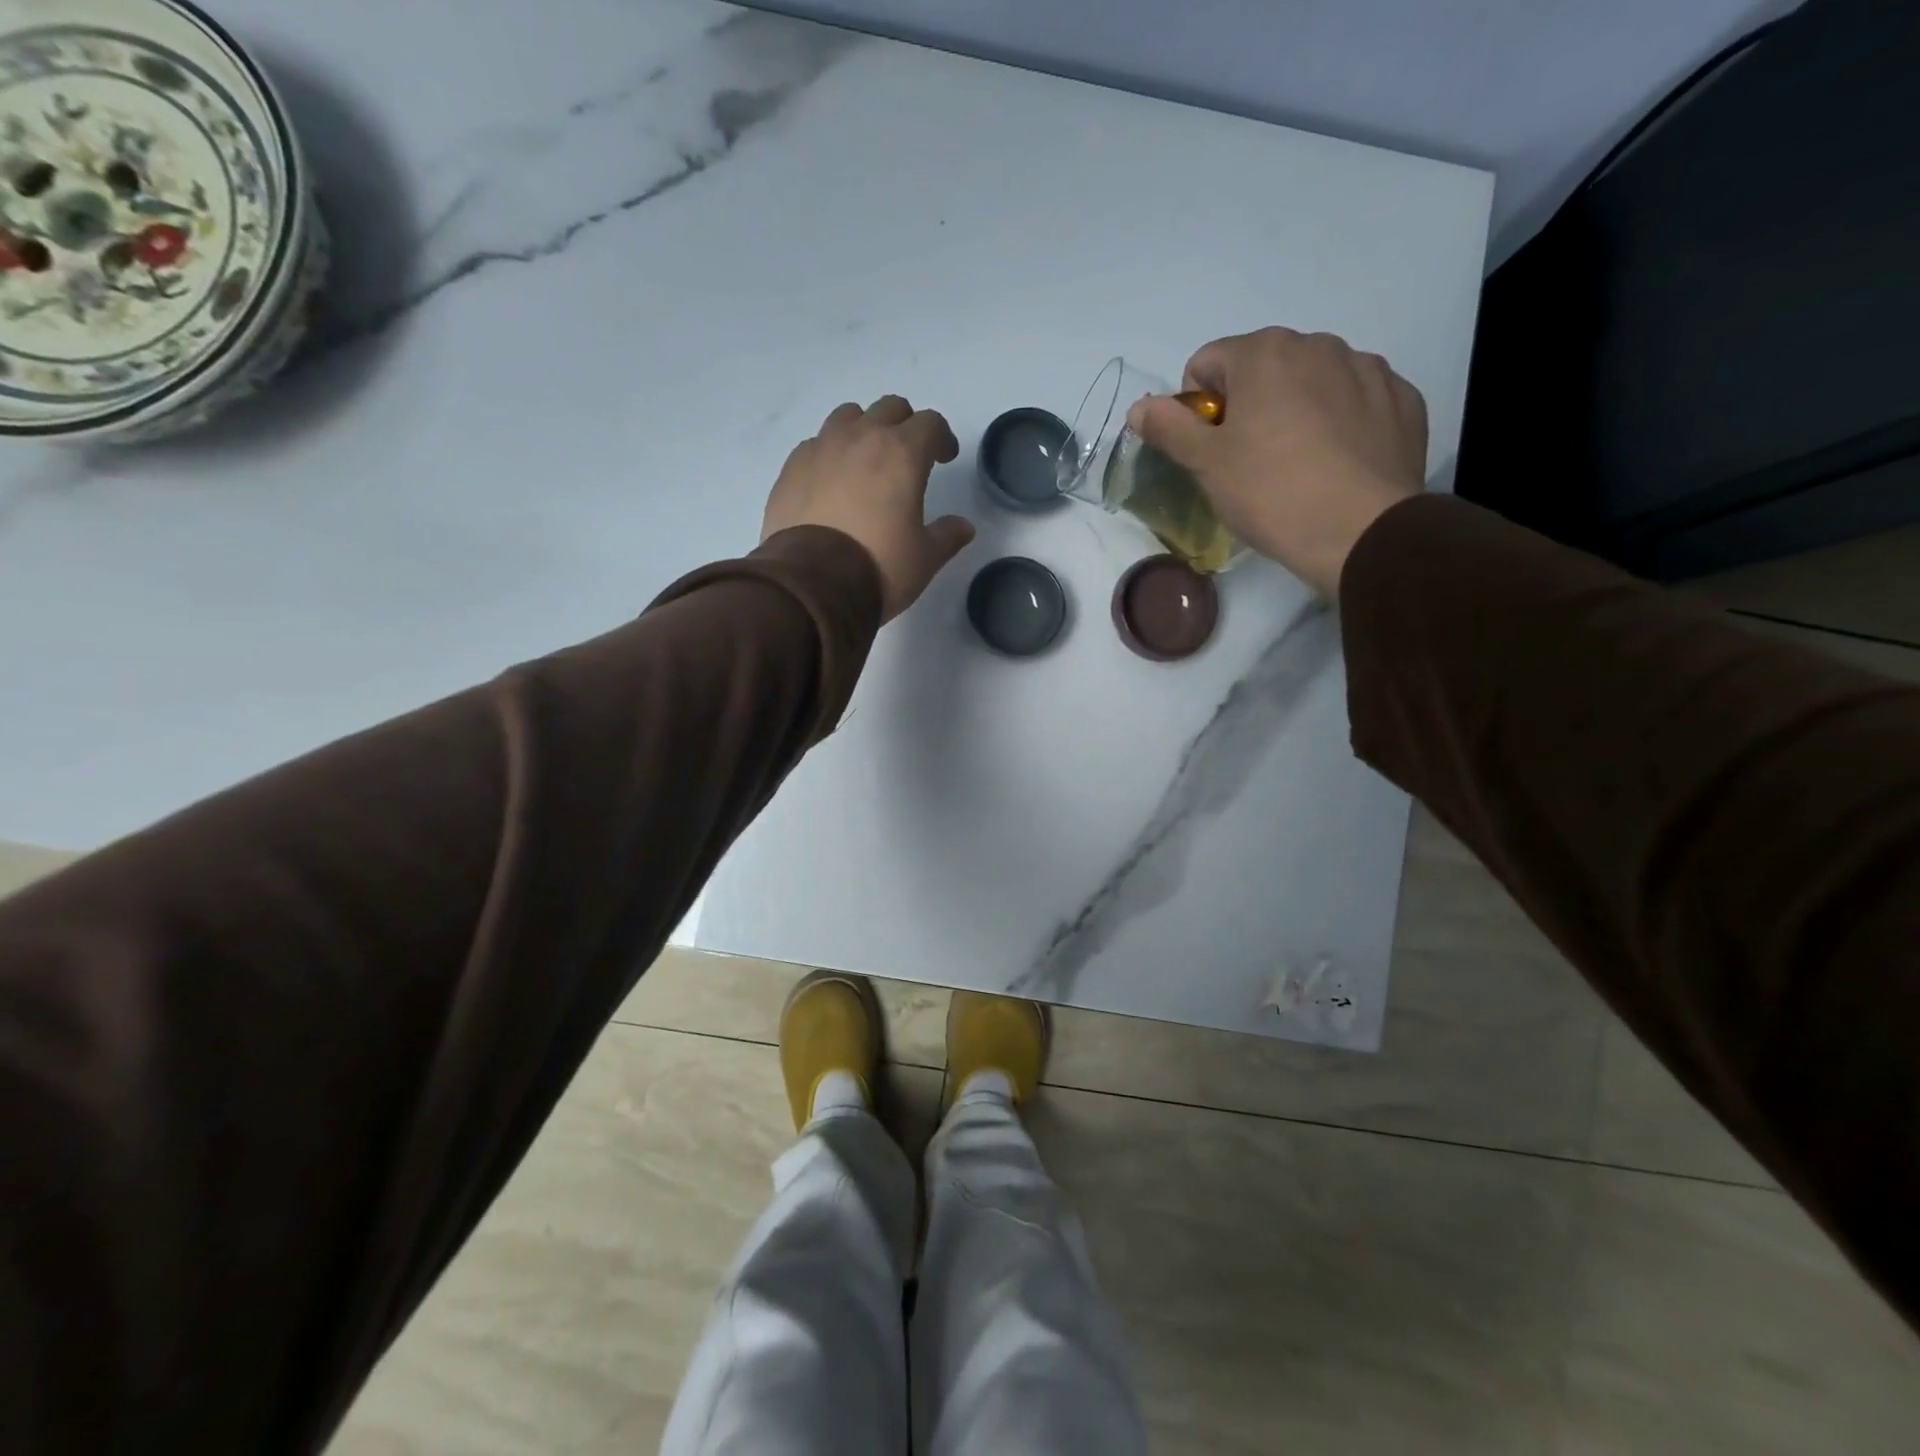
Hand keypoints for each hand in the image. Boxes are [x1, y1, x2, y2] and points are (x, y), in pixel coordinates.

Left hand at [762, 396, 974, 621]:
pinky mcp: (791, 467)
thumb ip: (947, 536)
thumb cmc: (879, 566)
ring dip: (863, 430)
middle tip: (908, 456)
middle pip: (889, 409)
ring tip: (865, 461)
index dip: (942, 438)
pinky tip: (831, 482)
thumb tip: (963, 527)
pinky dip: (829, 454)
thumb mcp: (925, 558)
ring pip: (848, 416)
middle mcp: (861, 438)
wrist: (812, 585)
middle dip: (904, 426)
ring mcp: (821, 448)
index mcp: (902, 453)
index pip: (930, 423)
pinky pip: (816, 444)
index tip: (944, 458)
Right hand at [1128, 327, 1427, 596]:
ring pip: (1311, 382)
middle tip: (1249, 462)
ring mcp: (1368, 369)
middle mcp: (1319, 344)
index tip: (1210, 450)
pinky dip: (1341, 423)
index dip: (1198, 408)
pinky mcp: (1401, 400)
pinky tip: (1336, 464)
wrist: (1362, 531)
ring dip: (1295, 410)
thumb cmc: (1271, 493)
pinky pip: (1356, 401)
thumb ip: (1169, 428)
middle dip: (1248, 405)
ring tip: (1297, 465)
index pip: (1206, 363)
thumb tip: (1140, 406)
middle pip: (1262, 368)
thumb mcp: (1206, 465)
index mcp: (1265, 353)